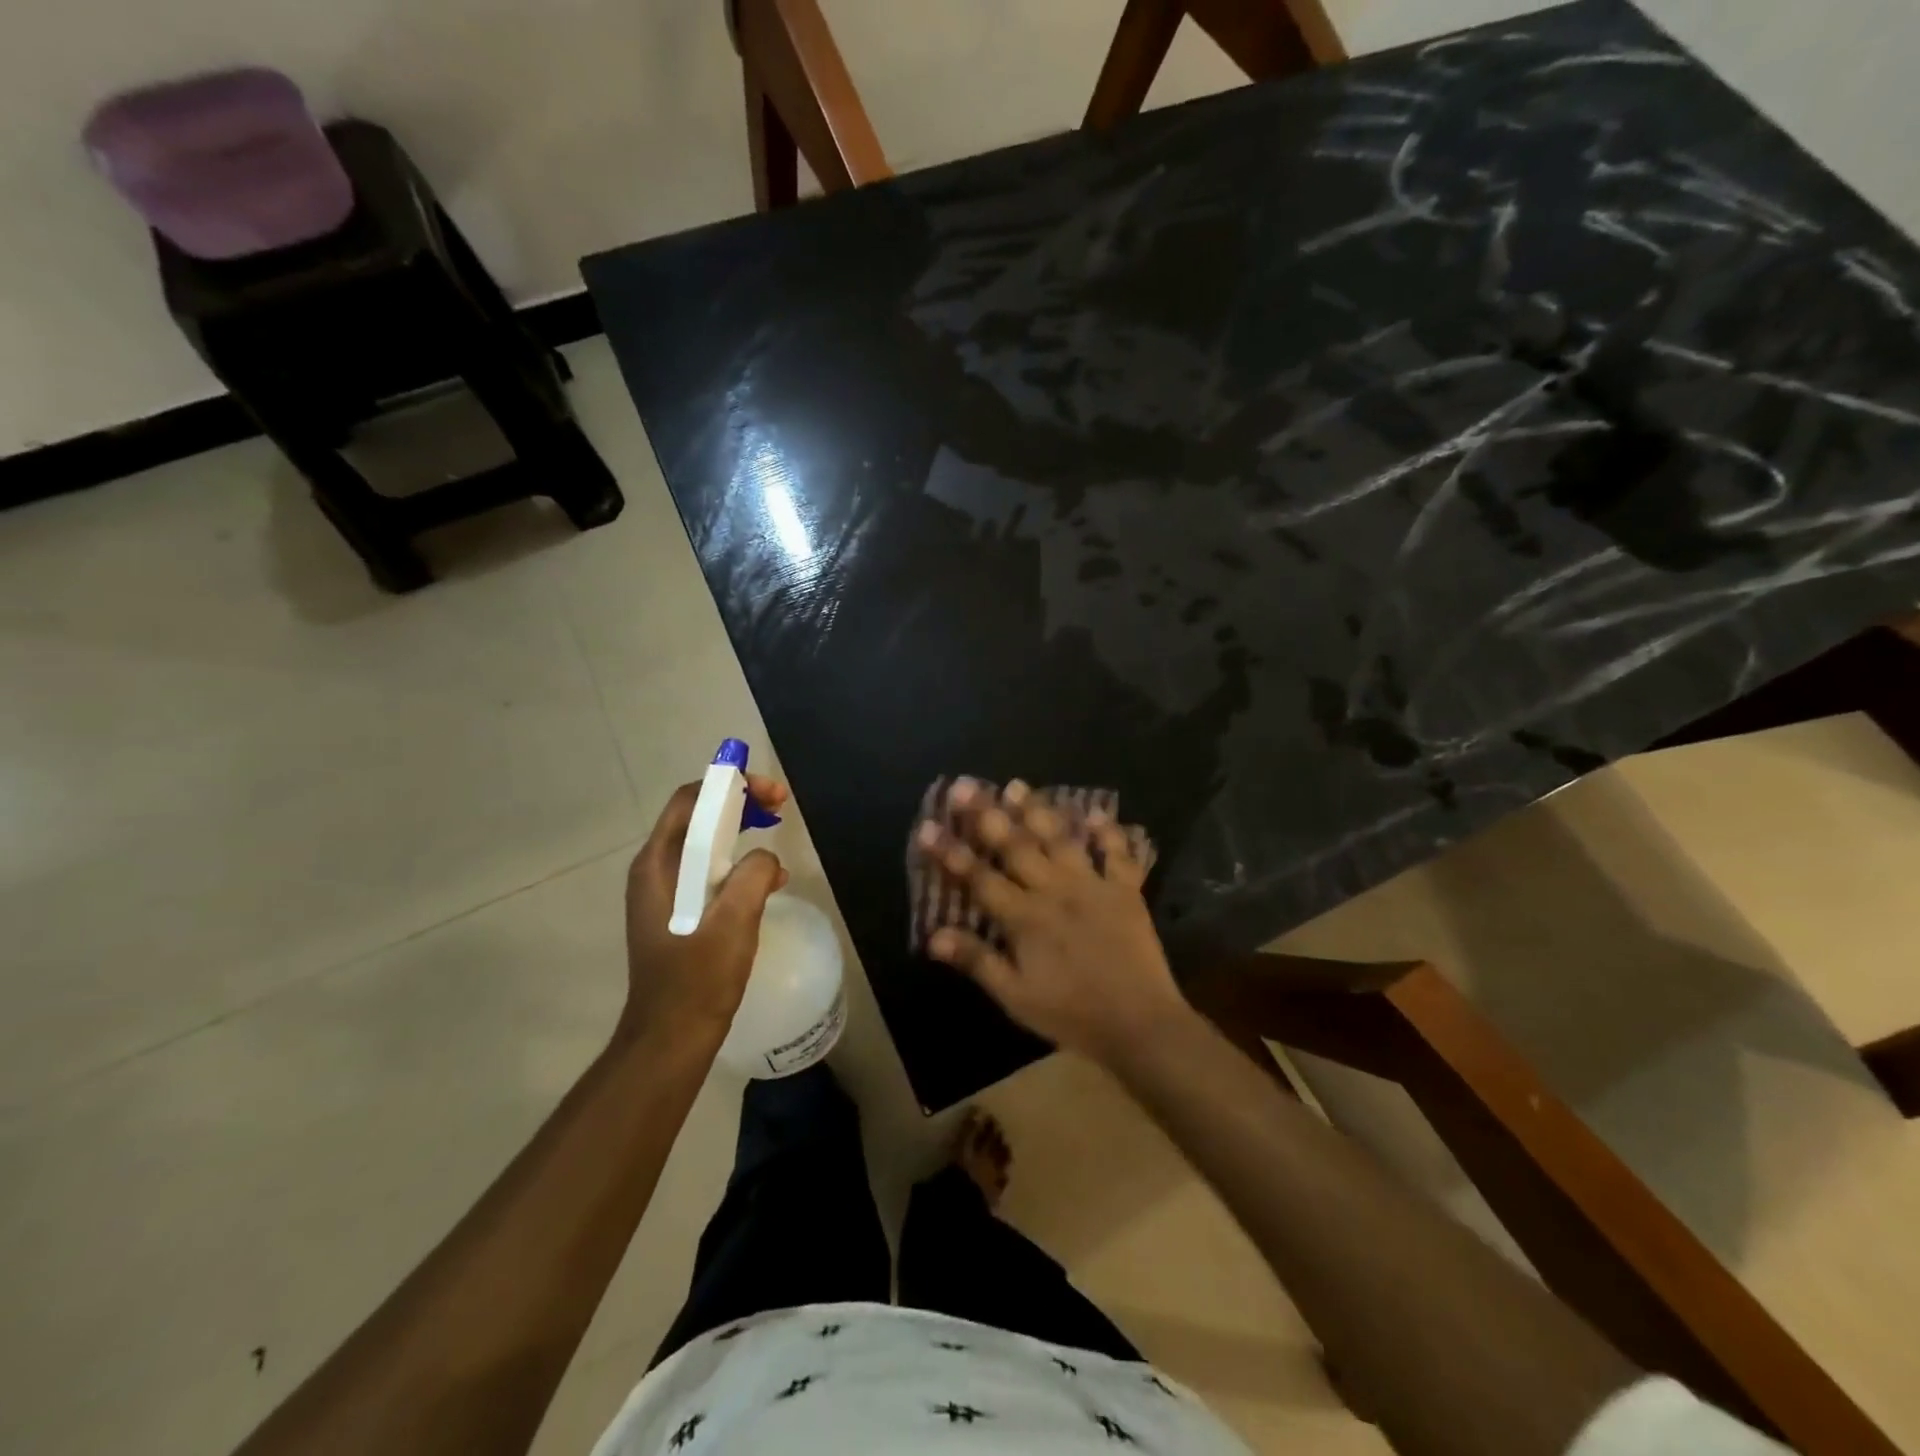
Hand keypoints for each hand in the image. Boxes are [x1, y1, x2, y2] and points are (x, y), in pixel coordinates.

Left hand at [621, 775, 789, 1043]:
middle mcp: (655, 870)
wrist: (671, 1037)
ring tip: (775, 834)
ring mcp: (664, 892)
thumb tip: (765, 859)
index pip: (691, 801)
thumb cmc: (698, 979)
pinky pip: (708, 871)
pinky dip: (737, 863)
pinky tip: (768, 881)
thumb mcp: (734, 921)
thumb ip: (753, 875)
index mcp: (658, 865)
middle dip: (739, 804)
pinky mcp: (677, 912)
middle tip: (779, 807)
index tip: (772, 794)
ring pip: (704, 844)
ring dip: (740, 831)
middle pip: (697, 817)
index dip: (731, 785)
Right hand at [917, 780, 1188, 1063]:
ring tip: (1016, 785)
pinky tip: (1098, 812)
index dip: (950, 853)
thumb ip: (977, 961)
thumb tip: (933, 936)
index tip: (926, 826)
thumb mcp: (1016, 996)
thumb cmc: (1071, 1013)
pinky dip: (1109, 833)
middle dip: (987, 815)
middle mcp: (1056, 890)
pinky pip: (1118, 855)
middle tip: (964, 786)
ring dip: (1037, 811)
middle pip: (1016, 846)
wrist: (1140, 1024)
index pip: (979, 878)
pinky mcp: (1126, 890)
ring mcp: (1093, 885)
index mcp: (1025, 918)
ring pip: (1060, 840)